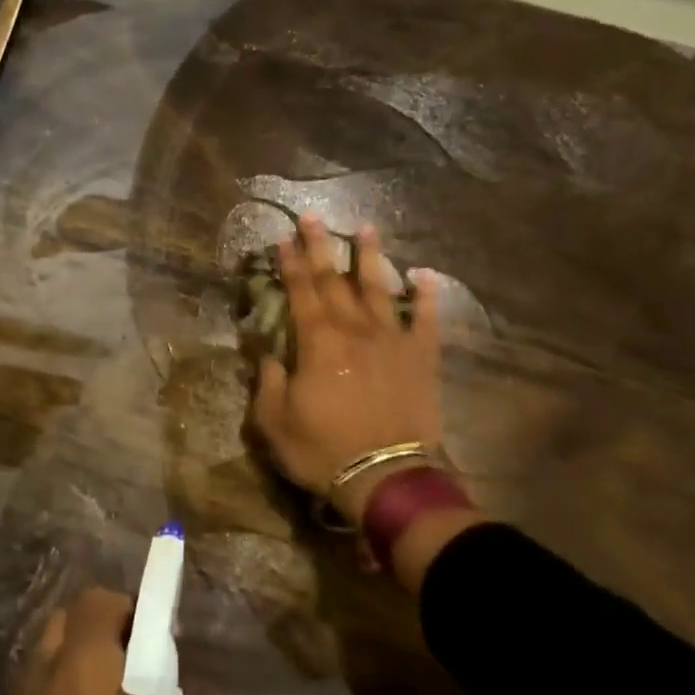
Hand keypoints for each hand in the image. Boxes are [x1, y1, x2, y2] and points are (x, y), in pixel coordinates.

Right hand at [251, 217, 444, 521]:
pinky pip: (427, 319)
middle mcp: (355, 330)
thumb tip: (269, 355)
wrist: (385, 476)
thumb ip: (267, 383)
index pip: (300, 292)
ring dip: (371, 257)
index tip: (283, 240)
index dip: (290, 264)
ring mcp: (393, 340)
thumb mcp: (274, 423)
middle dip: (321, 247)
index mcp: (318, 343)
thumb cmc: (323, 451)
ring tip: (366, 229)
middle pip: (335, 280)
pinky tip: (424, 275)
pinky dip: (426, 295)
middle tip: (313, 218)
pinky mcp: (422, 358)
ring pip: (379, 289)